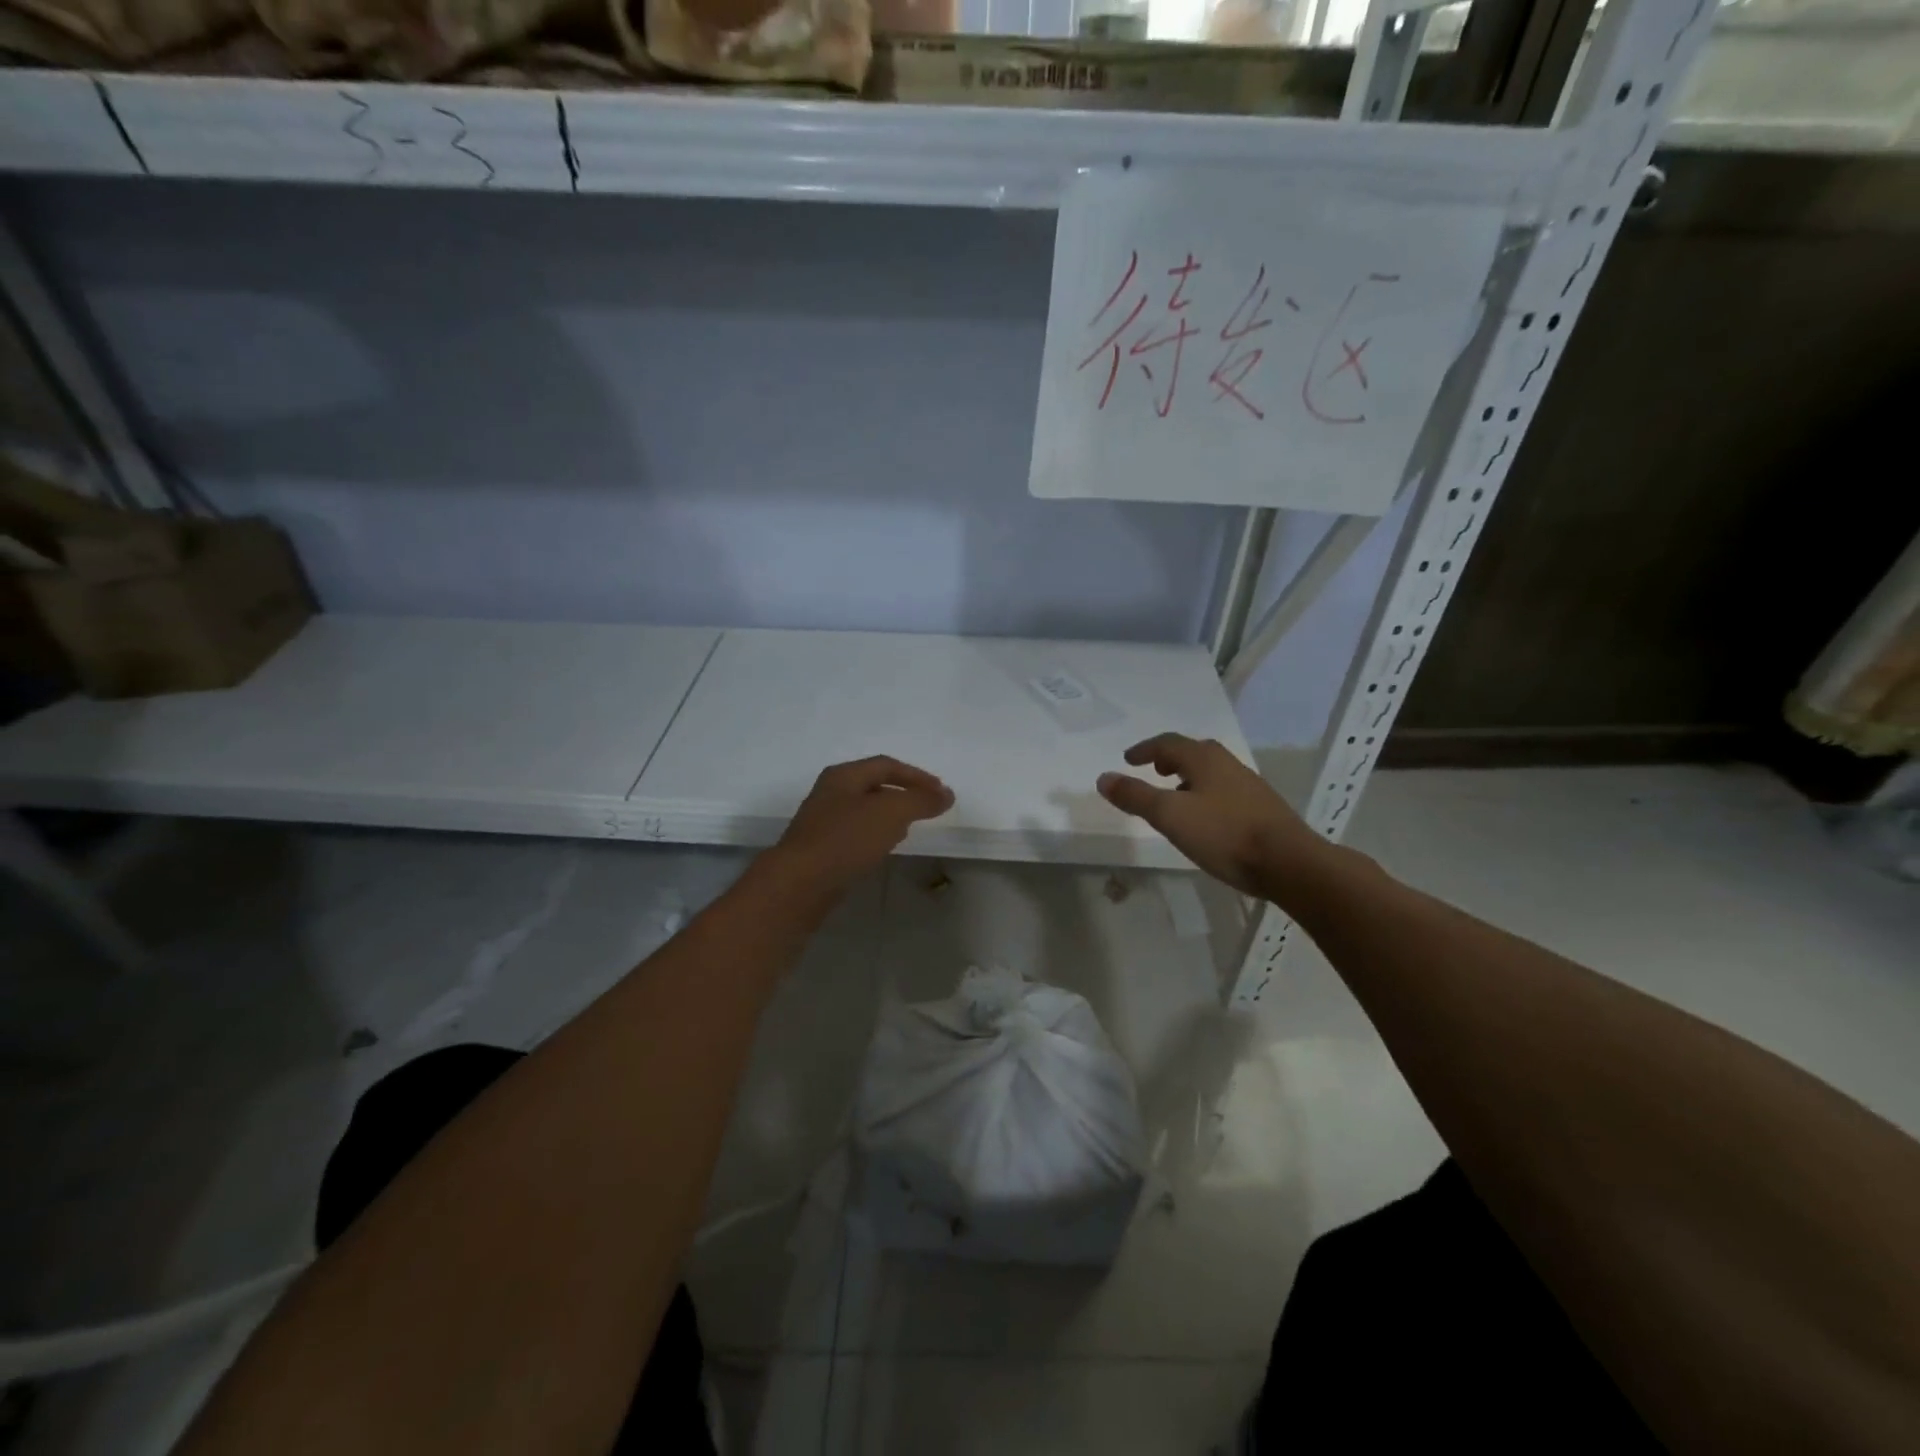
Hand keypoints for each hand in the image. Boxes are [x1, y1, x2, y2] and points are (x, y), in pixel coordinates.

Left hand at [767, 755, 953, 896]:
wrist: (800, 884)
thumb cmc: (846, 839)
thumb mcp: (891, 813)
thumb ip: (921, 800)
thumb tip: (946, 794)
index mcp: (843, 776)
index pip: (886, 765)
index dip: (916, 775)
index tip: (941, 791)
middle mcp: (830, 793)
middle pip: (873, 785)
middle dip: (903, 793)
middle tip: (928, 806)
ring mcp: (822, 821)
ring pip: (864, 810)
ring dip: (890, 814)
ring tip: (911, 826)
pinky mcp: (821, 849)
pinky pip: (855, 834)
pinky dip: (876, 834)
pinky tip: (885, 848)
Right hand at [1097, 733, 1322, 899]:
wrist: (1289, 863)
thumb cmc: (1224, 834)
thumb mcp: (1170, 816)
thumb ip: (1136, 796)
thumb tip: (1104, 778)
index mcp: (1205, 759)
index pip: (1168, 743)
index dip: (1145, 749)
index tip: (1128, 759)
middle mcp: (1228, 765)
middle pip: (1194, 752)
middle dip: (1169, 759)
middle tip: (1153, 771)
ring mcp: (1249, 786)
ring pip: (1211, 772)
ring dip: (1188, 777)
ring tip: (1174, 796)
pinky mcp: (1262, 809)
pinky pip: (1225, 791)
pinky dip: (1206, 794)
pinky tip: (1205, 819)